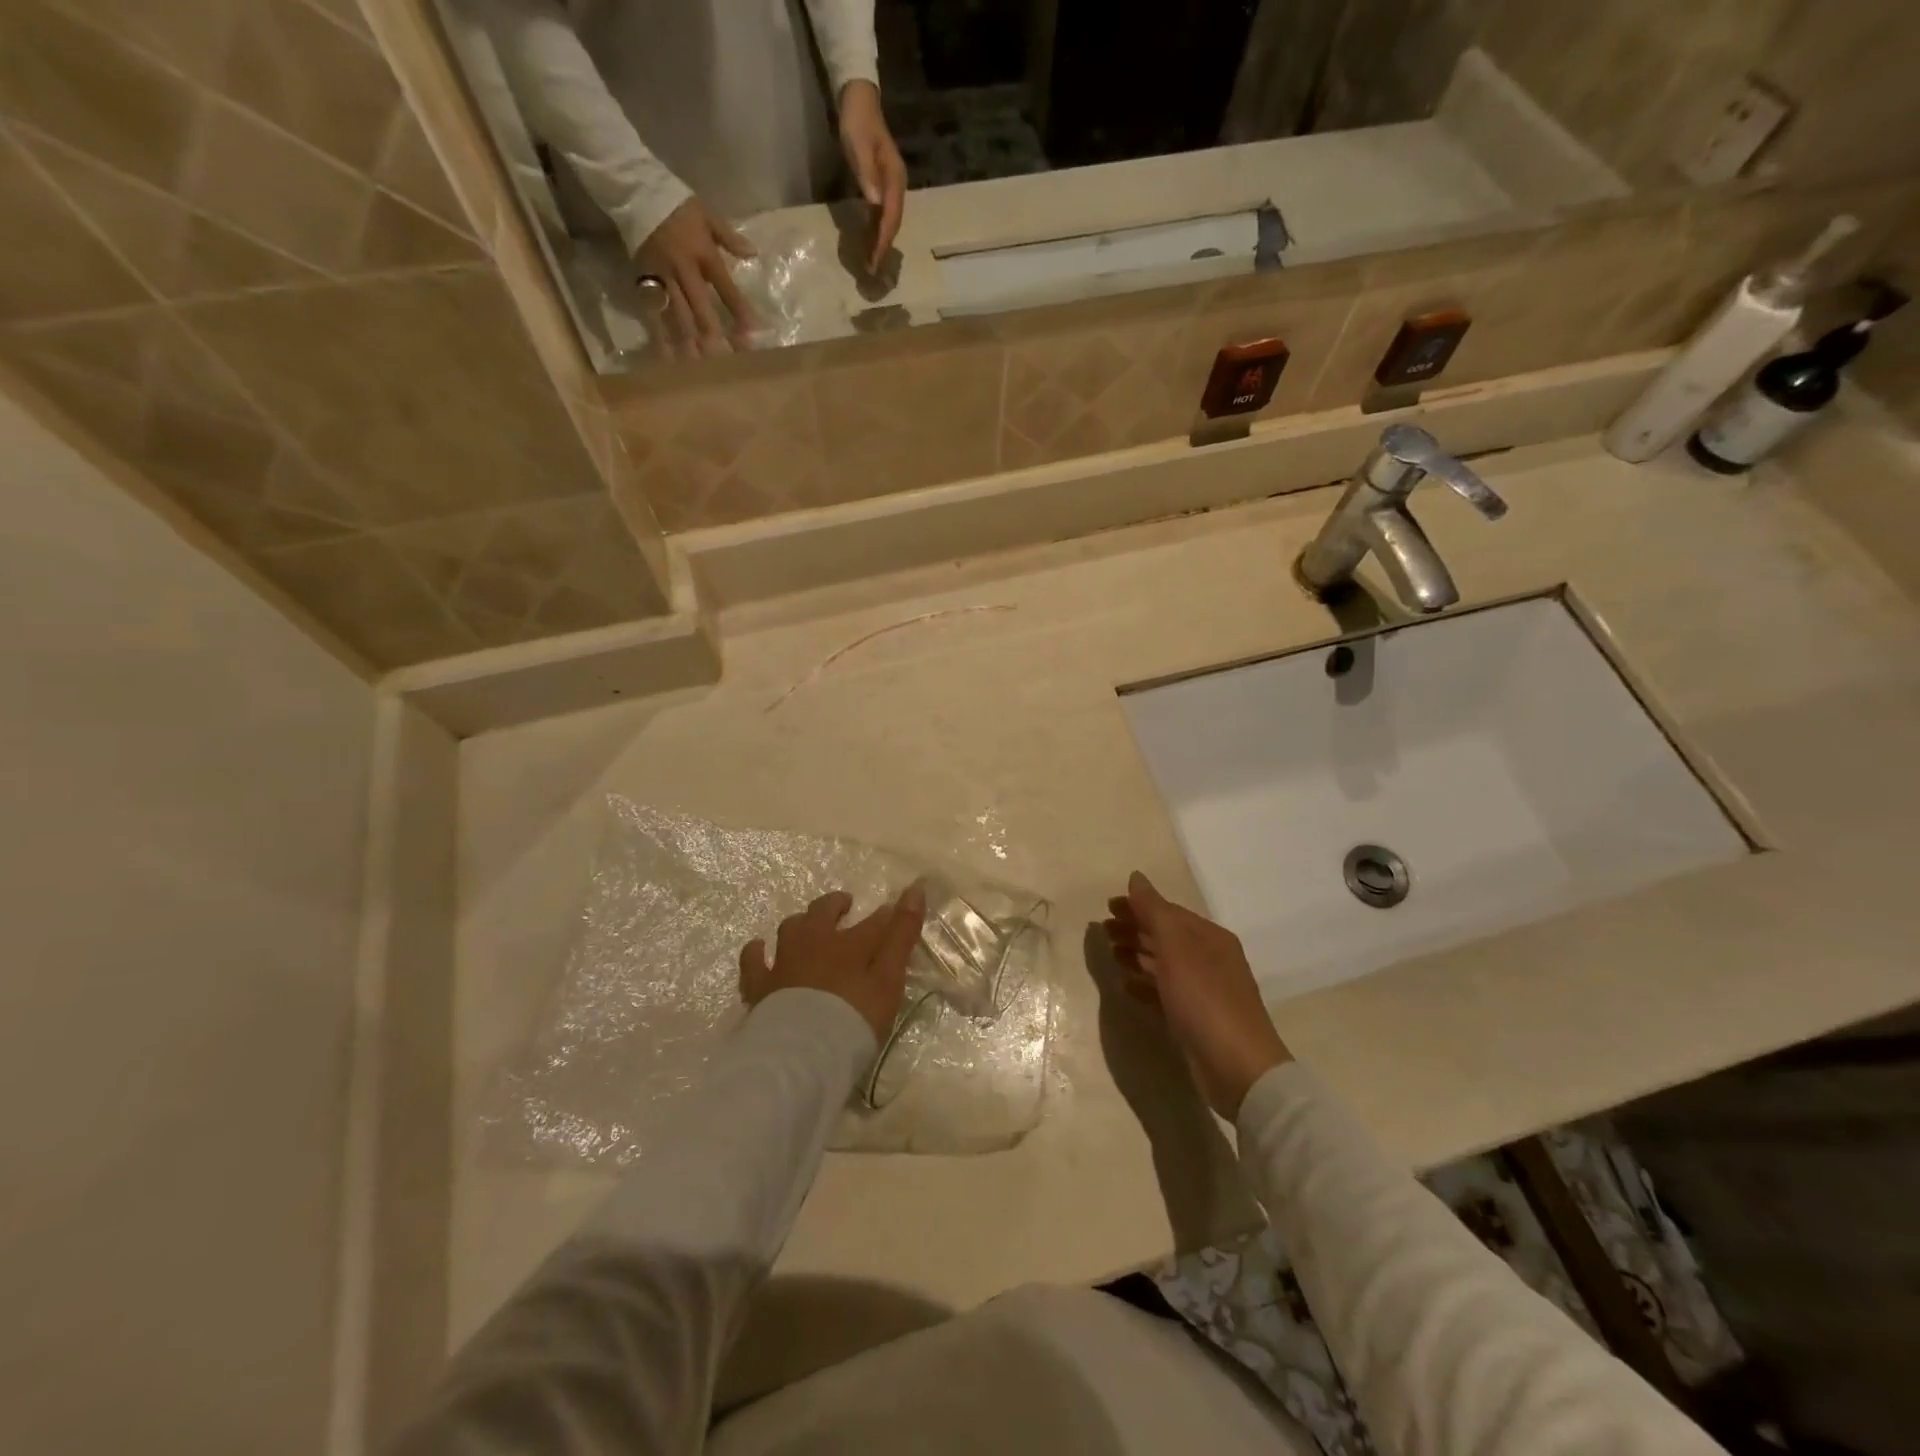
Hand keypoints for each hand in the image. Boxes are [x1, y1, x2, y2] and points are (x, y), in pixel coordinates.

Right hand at [635, 196, 759, 350]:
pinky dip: (661, 335)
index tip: (752, 333)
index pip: (725, 288)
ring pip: (677, 315)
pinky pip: (654, 313)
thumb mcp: (706, 215)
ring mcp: (662, 278)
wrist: (634, 190)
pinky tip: (668, 356)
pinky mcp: (644, 282)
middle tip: (726, 359)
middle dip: (714, 334)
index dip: (739, 310)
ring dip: (689, 342)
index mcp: (702, 254)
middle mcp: (683, 270)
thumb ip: (729, 237)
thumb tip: (753, 253)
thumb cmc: (676, 205)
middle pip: (700, 308)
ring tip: (699, 366)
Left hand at [740, 886, 926, 1044]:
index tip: (893, 911)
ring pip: (790, 928)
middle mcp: (814, 943)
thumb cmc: (854, 1016)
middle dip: (835, 905)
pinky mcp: (759, 985)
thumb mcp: (889, 978)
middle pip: (823, 913)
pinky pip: (753, 960)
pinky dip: (756, 951)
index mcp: (849, 944)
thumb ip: (902, 935)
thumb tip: (916, 888)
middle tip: (844, 905)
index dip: (886, 915)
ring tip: (807, 925)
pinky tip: (758, 948)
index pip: (874, 923)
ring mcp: (783, 962)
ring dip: (801, 922)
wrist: (802, 1051)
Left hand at [836, 79, 905, 271]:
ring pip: (889, 222)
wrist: (858, 99)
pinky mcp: (882, 186)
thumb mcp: (858, 146)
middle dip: (884, 247)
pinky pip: (882, 215)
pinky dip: (877, 231)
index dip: (883, 240)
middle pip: (893, 223)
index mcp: (894, 178)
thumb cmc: (857, 122)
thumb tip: (876, 204)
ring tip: (872, 263)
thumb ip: (867, 174)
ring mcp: (891, 187)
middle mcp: (897, 186)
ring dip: (881, 242)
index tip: (876, 260)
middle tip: (873, 269)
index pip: (891, 217)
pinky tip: (870, 242)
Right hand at [1105, 872, 1290, 1119]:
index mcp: (1210, 937)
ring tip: (1111, 955)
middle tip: (1103, 932)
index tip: (1107, 907)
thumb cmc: (1205, 1000)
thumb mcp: (1176, 948)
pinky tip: (1126, 987)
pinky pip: (1164, 992)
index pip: (1169, 912)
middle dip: (1135, 930)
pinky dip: (1144, 985)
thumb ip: (1154, 911)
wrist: (1239, 1069)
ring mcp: (1204, 991)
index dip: (1138, 907)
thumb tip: (1136, 877)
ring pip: (1164, 964)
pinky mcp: (1195, 1020)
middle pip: (1166, 936)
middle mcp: (1210, 959)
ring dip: (1137, 956)